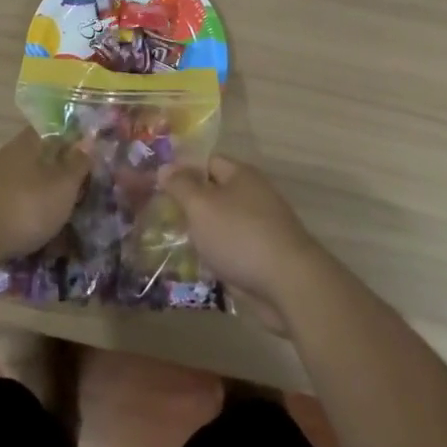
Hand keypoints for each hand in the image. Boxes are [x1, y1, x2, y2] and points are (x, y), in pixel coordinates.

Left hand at [0, 129, 92, 259]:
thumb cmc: (25, 206)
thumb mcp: (63, 185)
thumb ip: (77, 163)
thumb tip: (88, 140)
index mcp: (28, 143)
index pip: (54, 129)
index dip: (73, 139)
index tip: (90, 155)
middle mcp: (9, 155)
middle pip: (41, 157)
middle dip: (61, 172)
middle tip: (83, 191)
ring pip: (28, 182)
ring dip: (45, 196)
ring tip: (65, 218)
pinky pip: (15, 203)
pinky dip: (30, 214)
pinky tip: (40, 233)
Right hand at [161, 156, 332, 328]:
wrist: (288, 284)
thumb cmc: (239, 235)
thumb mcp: (201, 206)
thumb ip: (181, 185)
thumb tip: (165, 167)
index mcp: (241, 175)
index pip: (207, 161)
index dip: (182, 170)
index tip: (158, 185)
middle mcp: (253, 196)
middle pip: (214, 193)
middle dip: (189, 204)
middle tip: (159, 215)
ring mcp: (260, 227)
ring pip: (222, 223)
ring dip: (201, 232)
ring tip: (171, 241)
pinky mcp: (263, 256)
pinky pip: (231, 248)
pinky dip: (215, 254)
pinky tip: (195, 266)